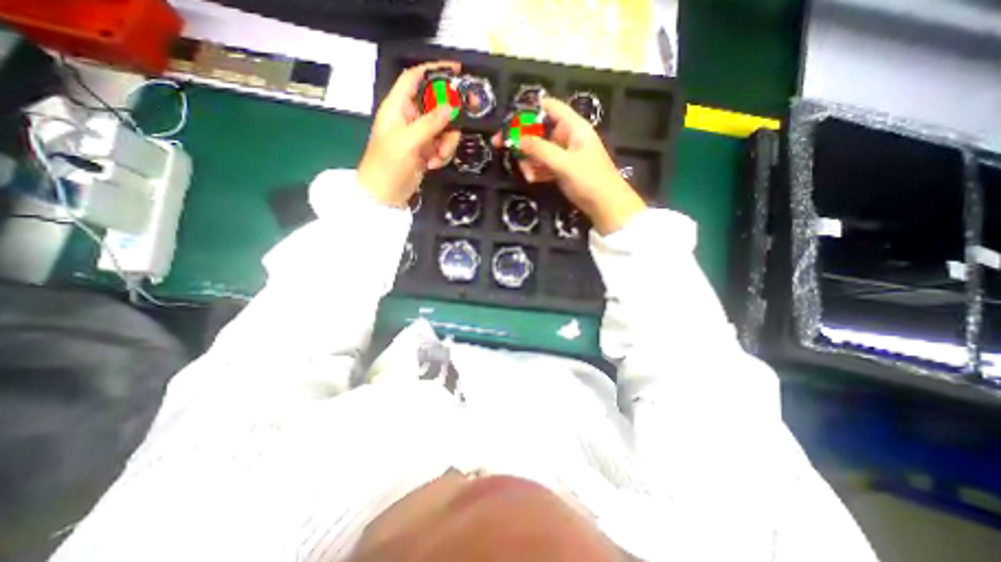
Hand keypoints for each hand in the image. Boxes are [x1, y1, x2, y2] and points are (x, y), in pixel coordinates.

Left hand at [359, 62, 461, 204]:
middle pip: (437, 105)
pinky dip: (442, 155)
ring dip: (446, 143)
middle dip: (449, 116)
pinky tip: (433, 165)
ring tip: (436, 158)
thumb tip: (452, 106)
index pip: (415, 78)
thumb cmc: (388, 165)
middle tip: (466, 119)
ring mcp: (419, 135)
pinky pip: (443, 145)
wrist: (385, 195)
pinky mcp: (426, 151)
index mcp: (398, 107)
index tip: (456, 71)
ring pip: (444, 129)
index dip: (434, 70)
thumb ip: (430, 123)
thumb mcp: (408, 141)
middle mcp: (409, 117)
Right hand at [495, 99, 648, 234]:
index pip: (550, 107)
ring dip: (529, 160)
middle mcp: (567, 137)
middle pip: (539, 130)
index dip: (529, 109)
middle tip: (501, 146)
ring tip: (527, 175)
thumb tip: (517, 139)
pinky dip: (536, 170)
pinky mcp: (561, 169)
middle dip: (522, 140)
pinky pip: (543, 164)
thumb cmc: (589, 179)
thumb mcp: (564, 163)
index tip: (509, 119)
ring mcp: (564, 154)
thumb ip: (540, 150)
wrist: (605, 205)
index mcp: (573, 127)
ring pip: (538, 150)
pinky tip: (532, 179)